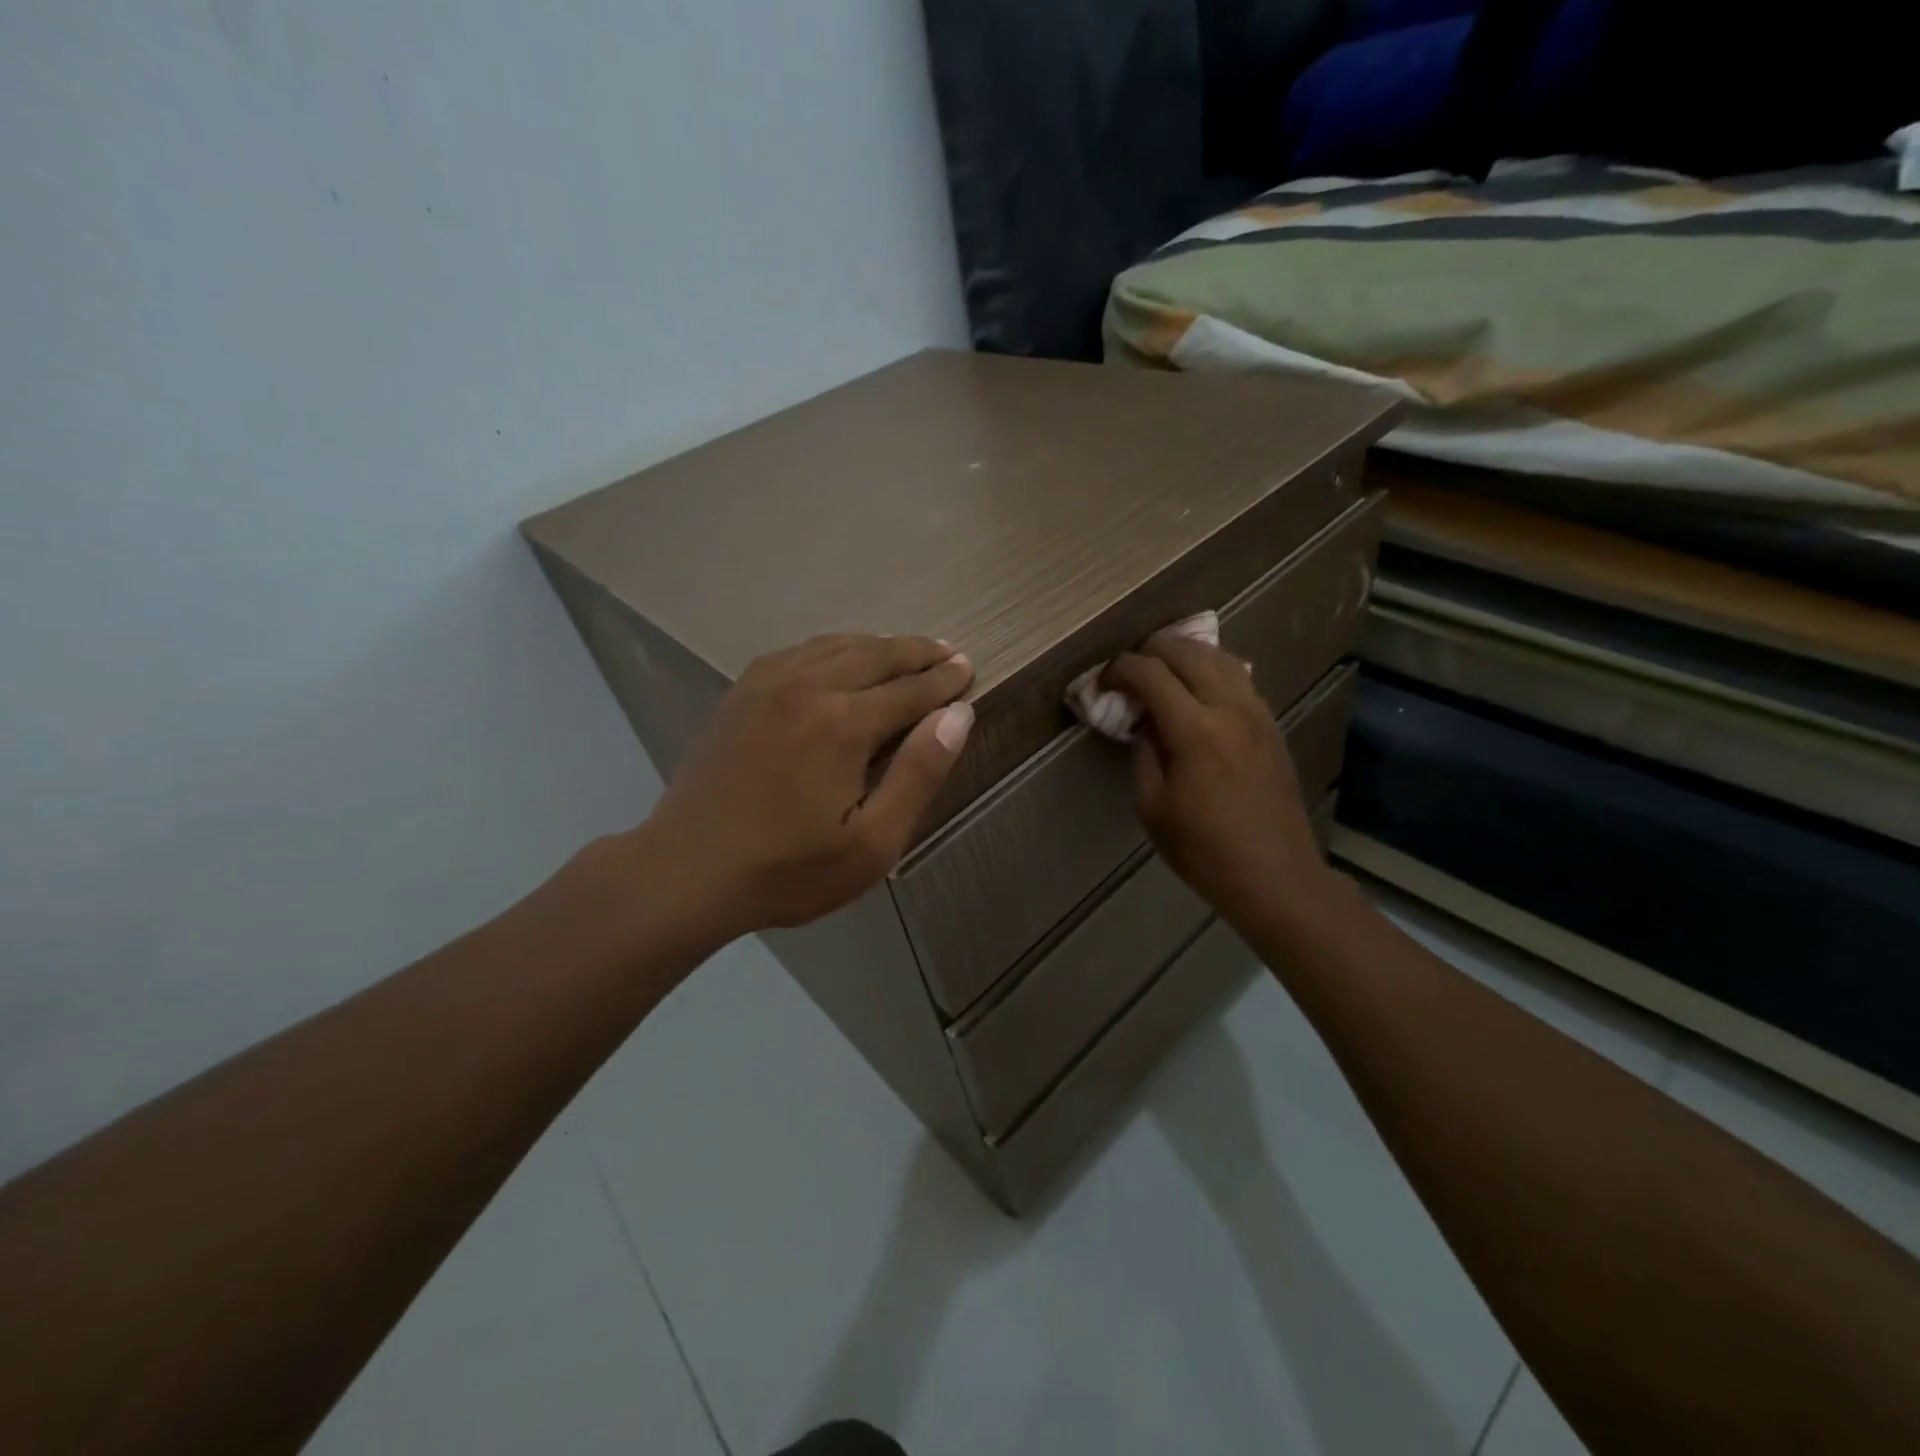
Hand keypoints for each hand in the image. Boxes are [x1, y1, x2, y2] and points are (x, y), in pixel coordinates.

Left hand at [643, 633, 973, 937]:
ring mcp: (767, 684)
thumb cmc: (788, 870)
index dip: (945, 680)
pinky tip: (837, 658)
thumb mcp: (872, 843)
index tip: (968, 670)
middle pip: (876, 655)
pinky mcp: (740, 693)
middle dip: (918, 652)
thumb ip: (919, 774)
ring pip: (836, 646)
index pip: (911, 689)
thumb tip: (957, 716)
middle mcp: (808, 686)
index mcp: (844, 723)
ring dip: (877, 645)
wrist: (686, 871)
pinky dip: (831, 648)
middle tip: (948, 652)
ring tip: (904, 650)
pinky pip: (797, 652)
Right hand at [1105, 636, 1336, 929]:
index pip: (1151, 673)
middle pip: (1187, 651)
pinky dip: (1211, 670)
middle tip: (1129, 672)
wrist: (1275, 875)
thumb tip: (1141, 722)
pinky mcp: (1271, 724)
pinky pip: (1238, 678)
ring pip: (1219, 657)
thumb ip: (1143, 753)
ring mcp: (1257, 713)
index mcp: (1195, 731)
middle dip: (1150, 651)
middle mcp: (1230, 708)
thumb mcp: (1152, 807)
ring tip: (1161, 672)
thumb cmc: (1204, 850)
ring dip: (1184, 655)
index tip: (1104, 680)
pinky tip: (1196, 690)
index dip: (1120, 668)